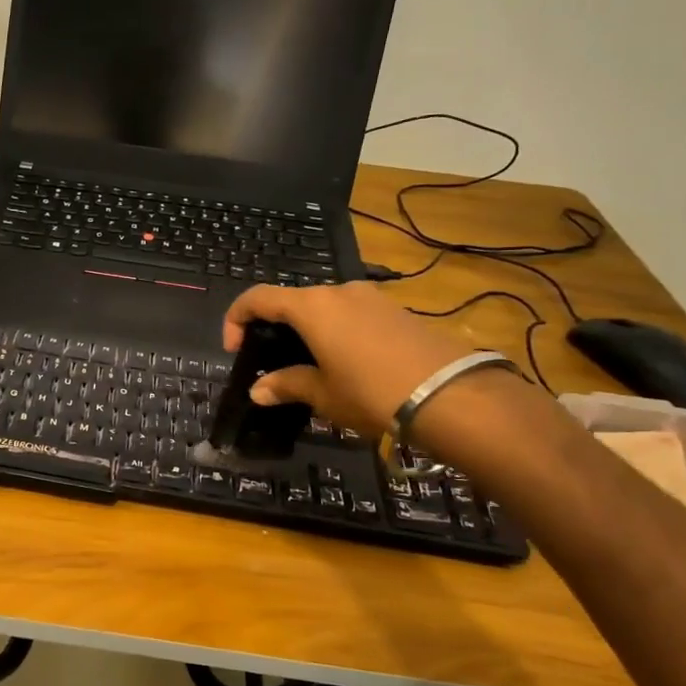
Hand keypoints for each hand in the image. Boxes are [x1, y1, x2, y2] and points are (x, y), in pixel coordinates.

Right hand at [222, 281, 483, 433]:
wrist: (452, 395)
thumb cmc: (371, 392)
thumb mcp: (323, 394)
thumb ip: (287, 385)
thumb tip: (258, 390)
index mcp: (311, 306)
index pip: (258, 298)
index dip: (236, 319)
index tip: (234, 350)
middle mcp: (338, 291)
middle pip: (293, 301)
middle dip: (276, 328)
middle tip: (274, 363)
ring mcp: (371, 297)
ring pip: (325, 307)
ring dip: (309, 330)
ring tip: (312, 366)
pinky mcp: (396, 310)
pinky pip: (353, 314)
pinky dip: (337, 332)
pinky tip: (347, 363)